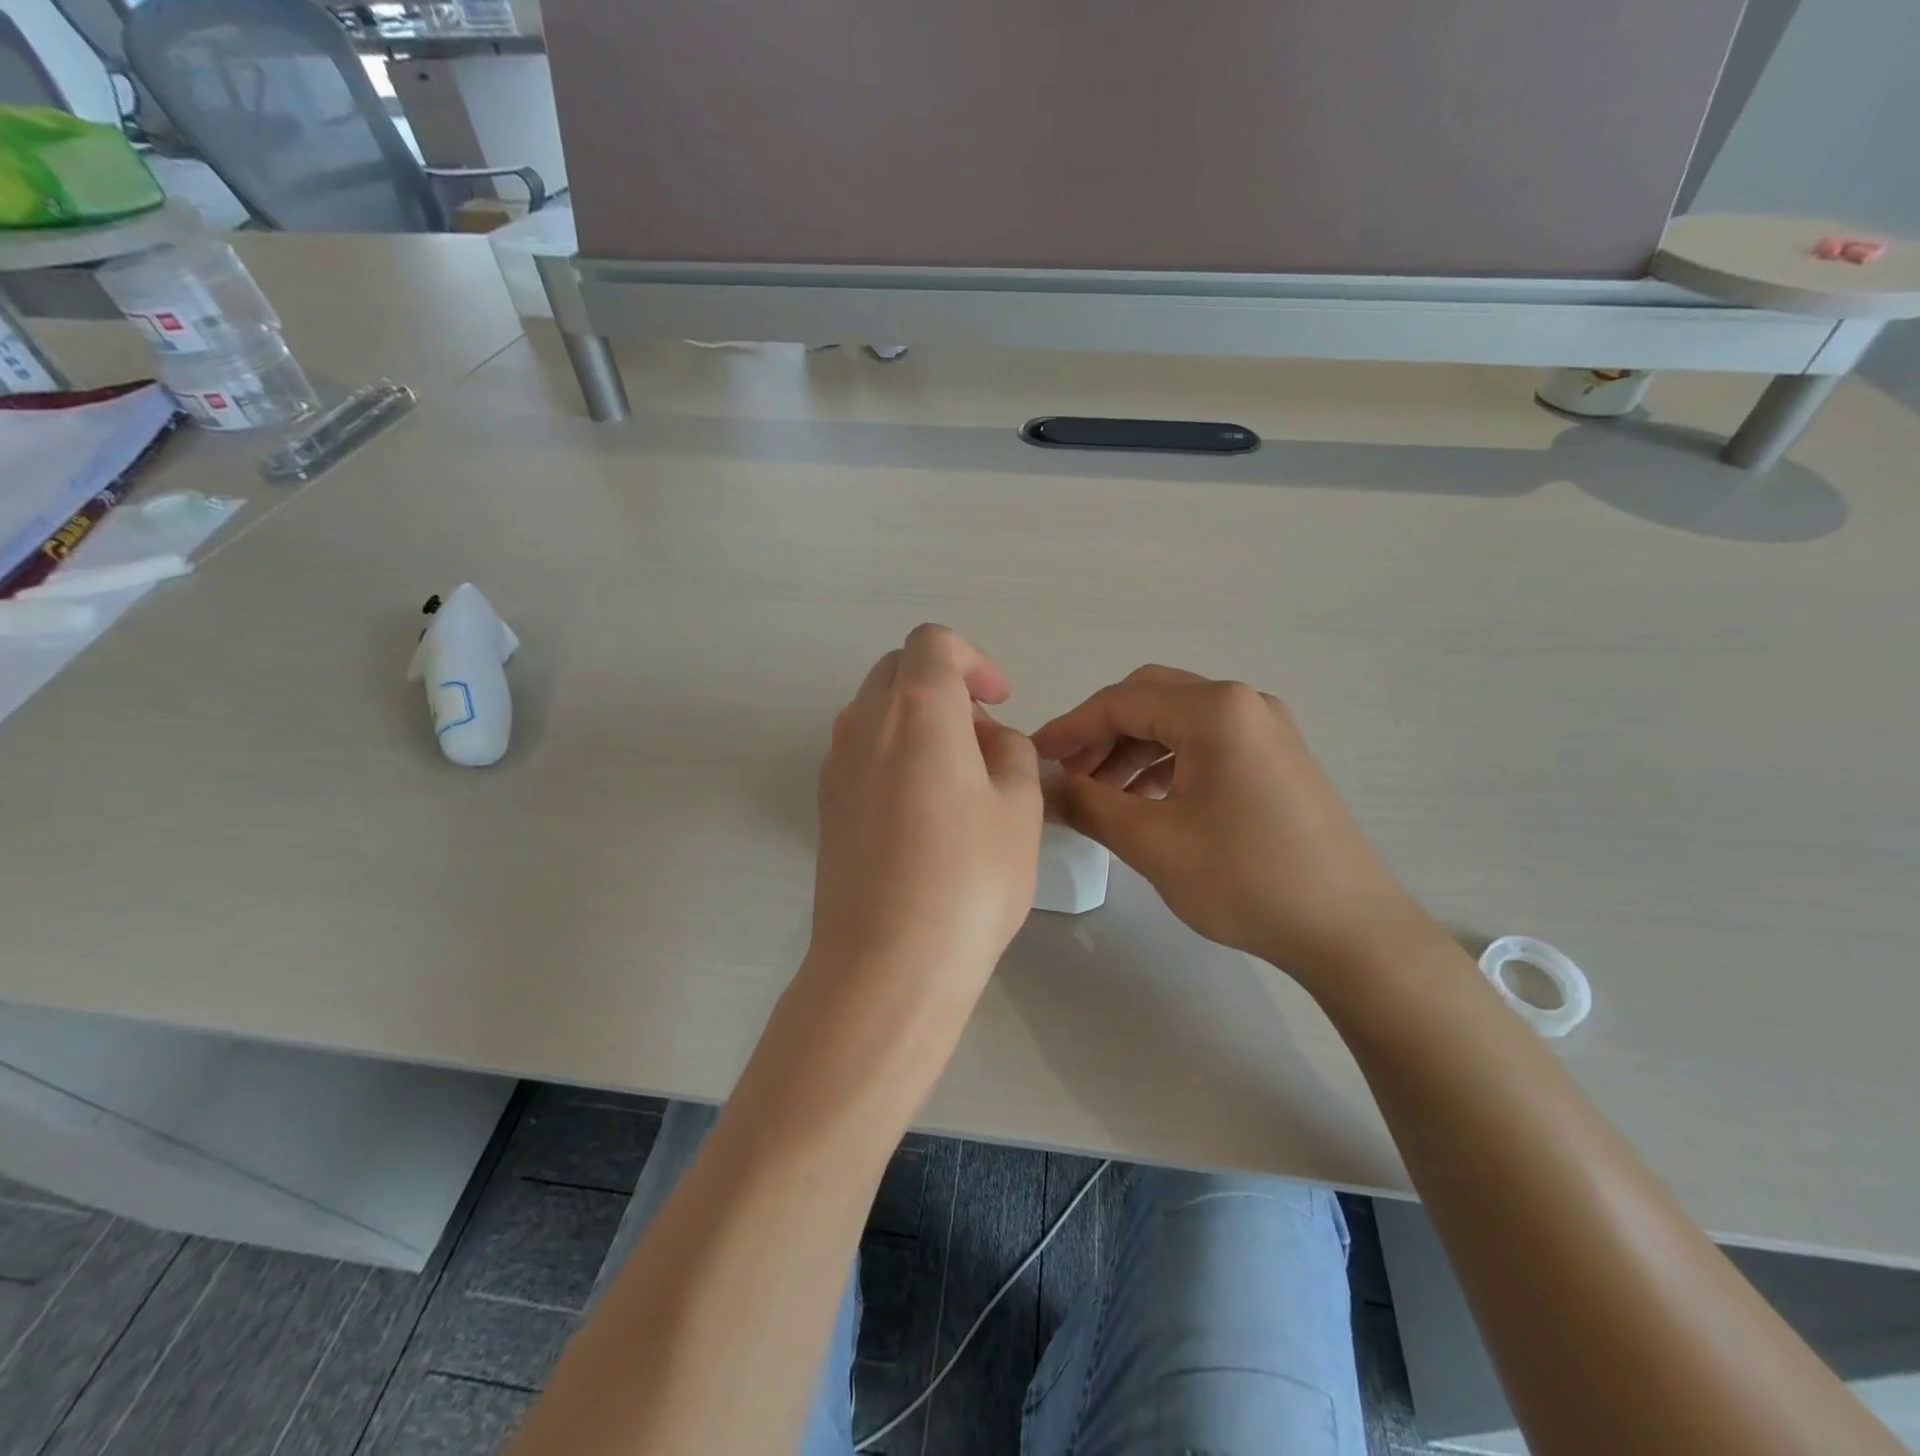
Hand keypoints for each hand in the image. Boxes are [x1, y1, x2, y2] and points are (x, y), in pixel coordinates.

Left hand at [808, 625, 1042, 1014]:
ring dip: (919, 722)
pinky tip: (923, 812)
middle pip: (899, 671)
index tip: (1000, 701)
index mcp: (916, 709)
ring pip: (877, 712)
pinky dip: (894, 755)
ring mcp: (836, 764)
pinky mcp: (826, 805)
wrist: (887, 963)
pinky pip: (862, 753)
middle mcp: (864, 723)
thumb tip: (988, 742)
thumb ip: (1011, 753)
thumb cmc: (969, 878)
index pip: (934, 644)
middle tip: (983, 739)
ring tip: (959, 779)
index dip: (973, 660)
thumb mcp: (1020, 806)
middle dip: (945, 687)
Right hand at [1033, 667, 1438, 989]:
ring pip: (1177, 723)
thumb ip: (1088, 805)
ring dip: (1132, 751)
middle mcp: (1242, 703)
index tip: (1034, 758)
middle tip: (1068, 776)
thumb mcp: (1152, 842)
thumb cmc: (1245, 879)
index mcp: (1214, 709)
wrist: (1349, 929)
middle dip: (1100, 735)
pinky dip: (1166, 764)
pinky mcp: (1276, 758)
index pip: (1119, 702)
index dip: (1069, 728)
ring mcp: (1266, 729)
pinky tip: (1146, 802)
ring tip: (1101, 796)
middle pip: (1149, 700)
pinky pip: (1205, 745)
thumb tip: (1043, 787)